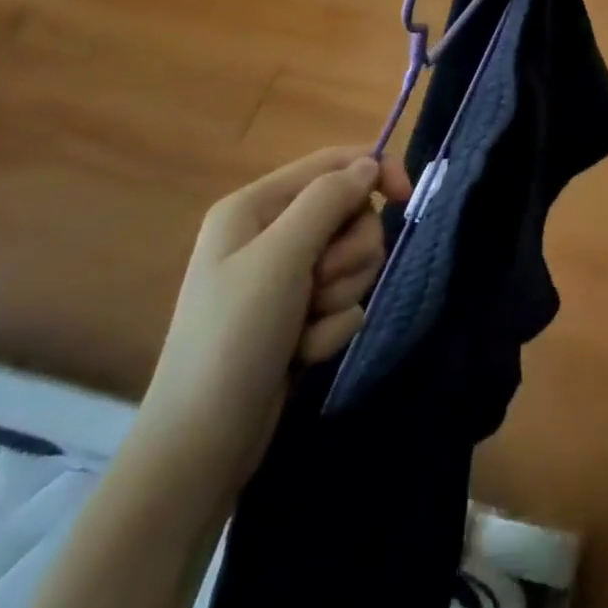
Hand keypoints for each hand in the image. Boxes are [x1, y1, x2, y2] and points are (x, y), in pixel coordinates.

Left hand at [137, 148, 413, 496]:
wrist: (202, 445)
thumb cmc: (235, 336)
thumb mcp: (283, 256)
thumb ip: (329, 199)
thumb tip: (369, 163)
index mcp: (256, 206)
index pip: (333, 162)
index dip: (375, 171)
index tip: (406, 197)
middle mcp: (270, 233)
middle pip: (350, 214)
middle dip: (349, 253)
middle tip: (321, 284)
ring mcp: (282, 277)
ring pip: (352, 258)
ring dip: (341, 293)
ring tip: (308, 325)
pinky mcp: (296, 315)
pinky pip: (343, 299)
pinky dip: (331, 325)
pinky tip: (301, 352)